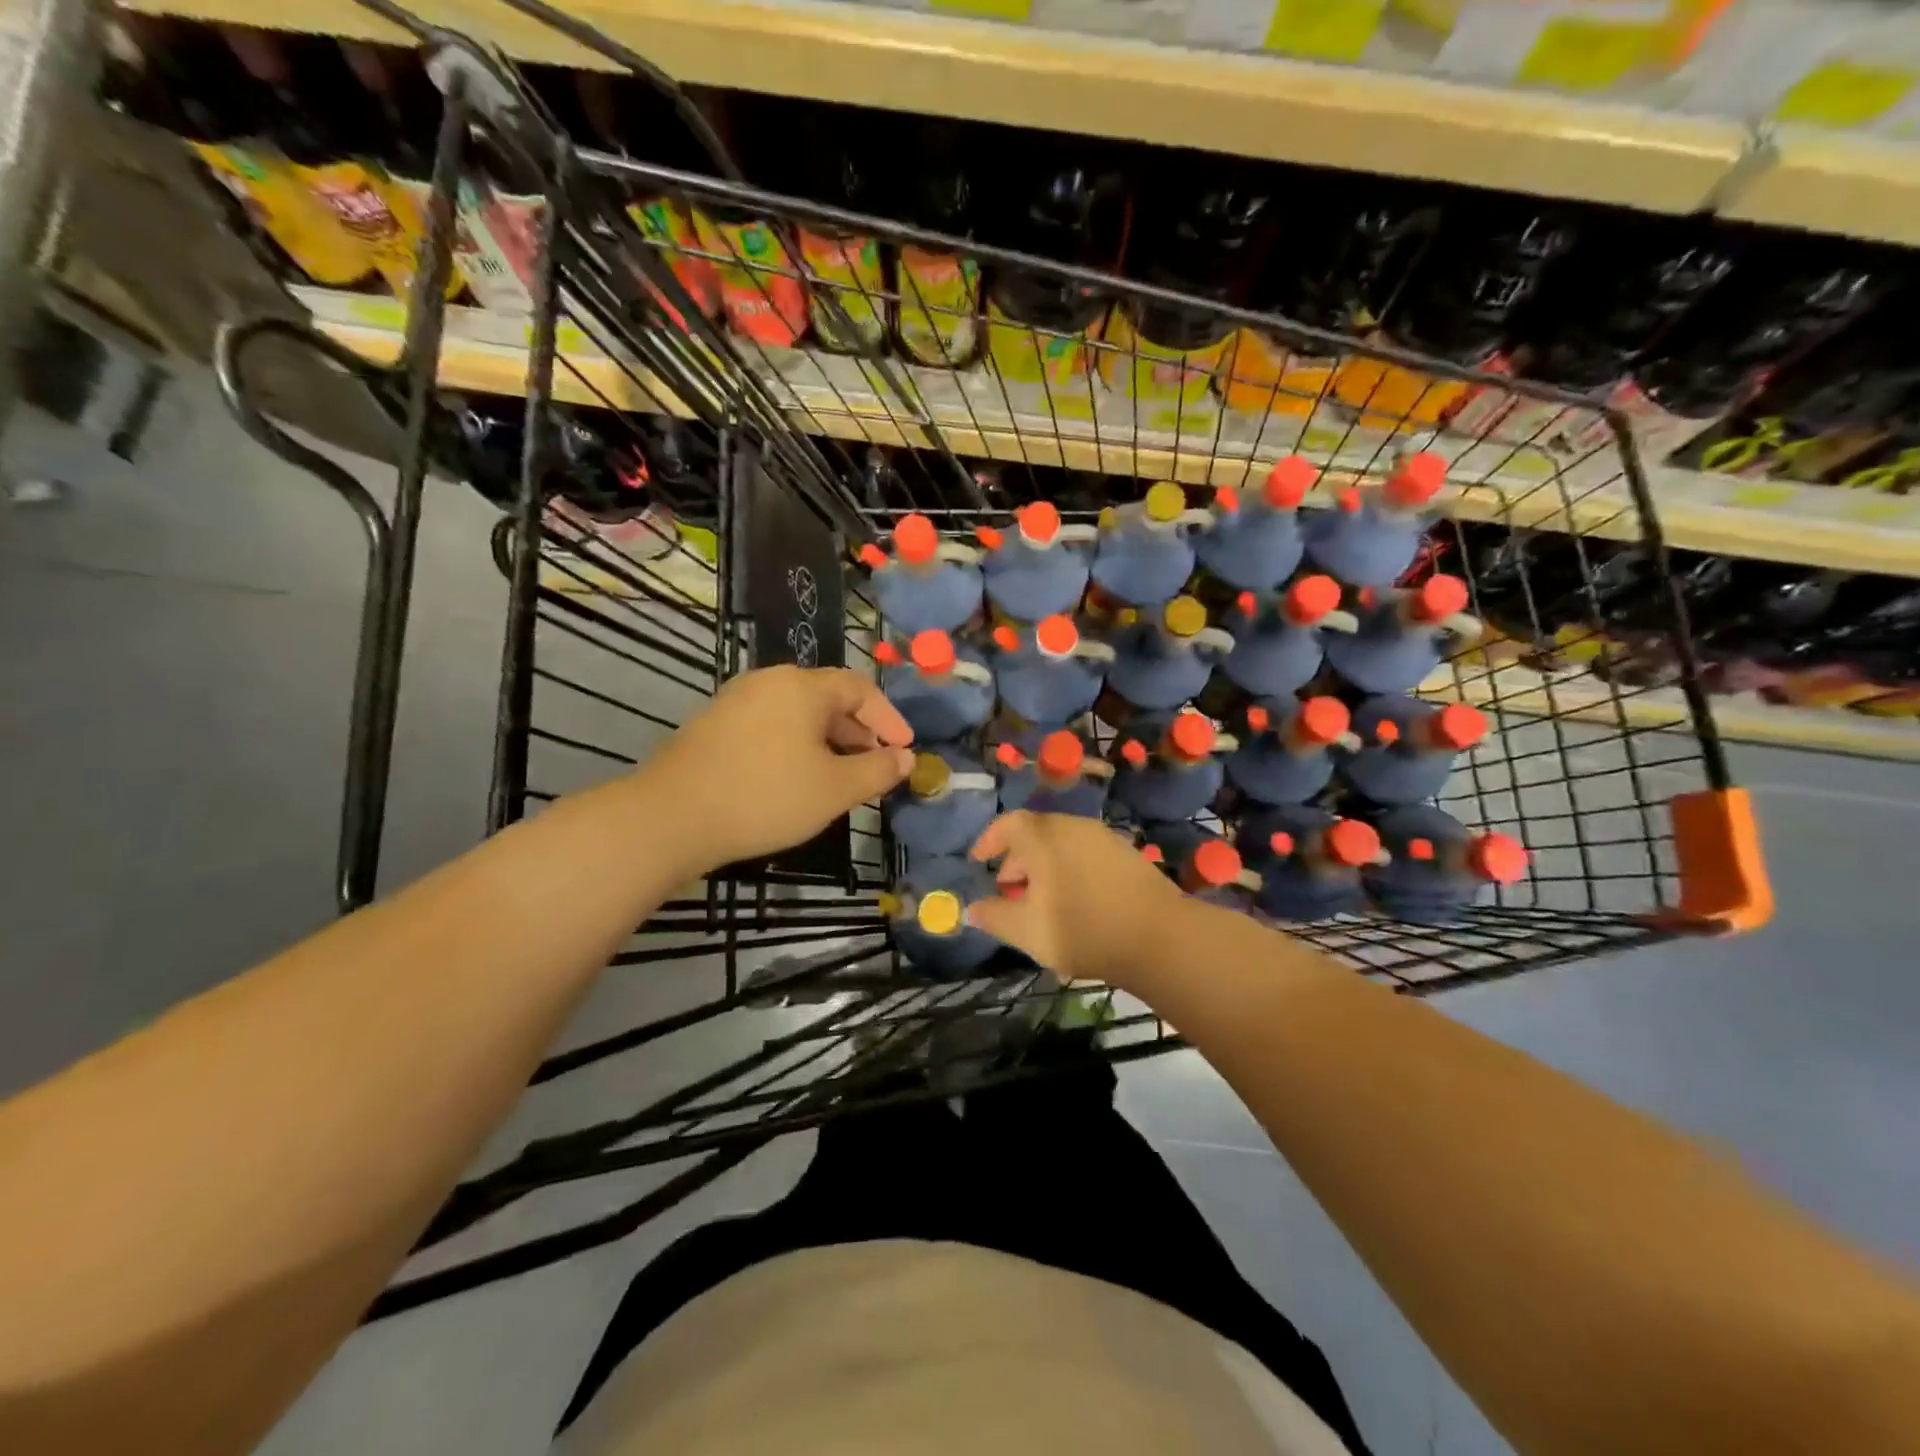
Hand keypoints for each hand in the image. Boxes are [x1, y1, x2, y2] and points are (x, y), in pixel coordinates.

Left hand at [641, 666, 913, 874]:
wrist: (671, 818)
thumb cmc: (766, 797)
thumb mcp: (834, 789)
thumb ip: (877, 771)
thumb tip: (906, 759)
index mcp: (802, 686)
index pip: (860, 688)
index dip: (889, 719)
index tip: (906, 750)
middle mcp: (769, 682)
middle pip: (828, 698)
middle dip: (859, 732)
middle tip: (876, 767)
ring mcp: (736, 701)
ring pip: (798, 714)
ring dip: (829, 741)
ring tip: (841, 777)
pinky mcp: (714, 726)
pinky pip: (771, 726)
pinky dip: (797, 745)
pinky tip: (798, 779)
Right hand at [967, 811, 1185, 987]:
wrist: (1160, 937)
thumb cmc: (1083, 929)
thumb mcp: (1027, 931)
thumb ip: (994, 916)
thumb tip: (972, 908)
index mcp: (1043, 837)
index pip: (1007, 824)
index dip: (989, 840)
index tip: (979, 861)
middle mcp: (1072, 826)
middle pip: (1035, 834)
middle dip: (1017, 861)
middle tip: (1009, 892)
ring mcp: (1103, 837)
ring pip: (1061, 845)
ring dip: (1044, 867)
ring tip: (1042, 904)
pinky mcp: (1126, 853)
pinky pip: (1085, 854)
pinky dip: (1070, 870)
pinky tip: (1076, 904)